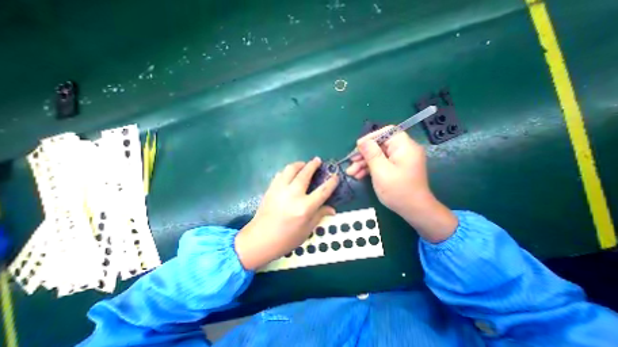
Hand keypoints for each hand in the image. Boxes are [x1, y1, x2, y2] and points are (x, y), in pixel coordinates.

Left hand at [235, 158, 336, 270]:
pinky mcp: (271, 189)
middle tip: (317, 160)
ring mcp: (280, 190)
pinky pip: (280, 174)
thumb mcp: (306, 230)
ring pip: (290, 169)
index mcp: (305, 207)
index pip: (322, 191)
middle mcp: (293, 195)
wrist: (260, 239)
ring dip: (299, 164)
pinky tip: (290, 174)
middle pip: (305, 174)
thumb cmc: (286, 239)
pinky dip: (287, 171)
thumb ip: (319, 215)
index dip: (331, 182)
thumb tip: (332, 209)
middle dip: (313, 165)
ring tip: (303, 164)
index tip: (335, 176)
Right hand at [346, 126, 455, 242]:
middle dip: (364, 154)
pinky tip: (358, 175)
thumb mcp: (381, 171)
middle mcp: (403, 150)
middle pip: (380, 145)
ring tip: (351, 172)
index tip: (357, 146)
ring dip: (364, 163)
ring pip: (378, 155)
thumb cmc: (398, 190)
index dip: (371, 137)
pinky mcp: (396, 168)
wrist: (414, 210)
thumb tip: (362, 141)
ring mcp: (399, 160)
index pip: (387, 132)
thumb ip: (371, 154)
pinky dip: (370, 168)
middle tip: (351, 161)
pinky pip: (381, 163)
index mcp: (404, 147)